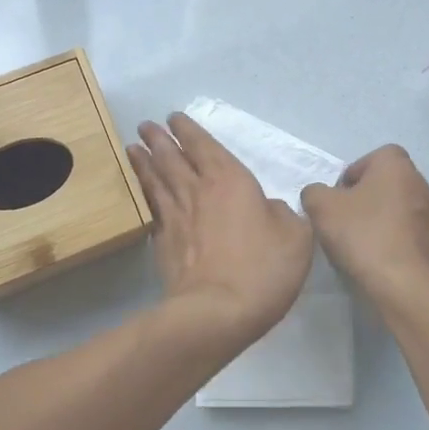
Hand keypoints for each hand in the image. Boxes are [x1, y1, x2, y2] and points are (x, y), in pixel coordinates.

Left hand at [127, 112, 314, 348]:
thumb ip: (282, 214)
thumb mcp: (295, 236)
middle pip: (172, 157)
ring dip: (144, 162)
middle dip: (158, 139)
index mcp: (230, 180)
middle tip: (145, 127)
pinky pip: (151, 209)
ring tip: (132, 148)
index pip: (203, 145)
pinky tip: (141, 194)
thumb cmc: (262, 268)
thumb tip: (268, 208)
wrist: (216, 311)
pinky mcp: (162, 243)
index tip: (174, 118)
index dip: (188, 130)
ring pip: (155, 180)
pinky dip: (143, 195)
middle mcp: (197, 190)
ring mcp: (175, 217)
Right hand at [300, 145, 428, 300]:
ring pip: (398, 209)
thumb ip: (314, 192)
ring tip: (359, 244)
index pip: (374, 157)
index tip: (339, 198)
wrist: (405, 284)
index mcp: (397, 167)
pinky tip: (377, 260)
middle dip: (365, 198)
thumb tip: (319, 195)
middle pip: (386, 184)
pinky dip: (393, 241)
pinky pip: (409, 234)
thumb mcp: (321, 207)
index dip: (353, 173)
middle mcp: (421, 184)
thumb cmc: (363, 234)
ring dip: (380, 220)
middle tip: (344, 220)